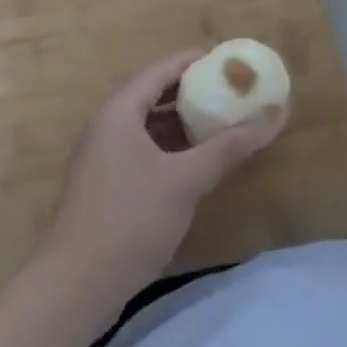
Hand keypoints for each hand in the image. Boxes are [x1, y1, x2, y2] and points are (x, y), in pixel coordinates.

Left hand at [46, 50, 283, 305]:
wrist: (75, 286)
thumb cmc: (131, 218)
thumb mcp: (186, 180)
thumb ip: (227, 148)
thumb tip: (271, 119)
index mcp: (119, 112)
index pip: (159, 71)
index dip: (192, 61)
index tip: (225, 60)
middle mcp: (105, 128)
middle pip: (151, 97)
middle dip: (190, 94)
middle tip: (227, 92)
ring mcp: (100, 160)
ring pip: (146, 128)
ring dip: (180, 125)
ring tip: (217, 125)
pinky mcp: (102, 189)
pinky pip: (140, 152)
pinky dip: (168, 150)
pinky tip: (193, 165)